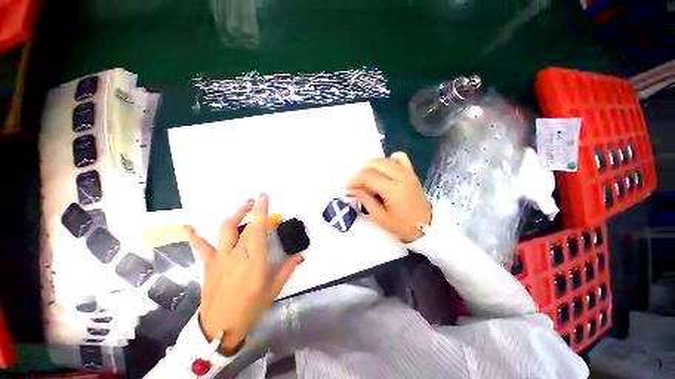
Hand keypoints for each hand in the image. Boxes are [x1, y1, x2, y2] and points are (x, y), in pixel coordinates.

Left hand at [185, 194, 303, 354]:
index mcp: (254, 261)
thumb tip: (301, 255)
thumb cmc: (251, 307)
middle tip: (256, 200)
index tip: (264, 197)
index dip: (261, 212)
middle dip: (250, 209)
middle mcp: (236, 255)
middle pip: (243, 226)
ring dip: (234, 215)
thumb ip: (287, 268)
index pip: (257, 230)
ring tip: (243, 207)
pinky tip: (188, 226)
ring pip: (225, 230)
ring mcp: (220, 259)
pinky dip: (194, 236)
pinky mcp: (209, 264)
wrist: (220, 327)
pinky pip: (201, 247)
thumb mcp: (274, 288)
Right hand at [346, 152, 431, 242]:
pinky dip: (388, 160)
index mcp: (392, 189)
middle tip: (356, 185)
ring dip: (371, 166)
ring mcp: (407, 172)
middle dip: (360, 172)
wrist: (425, 226)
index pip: (367, 176)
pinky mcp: (411, 172)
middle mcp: (400, 176)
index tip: (347, 188)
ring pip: (384, 159)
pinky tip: (384, 170)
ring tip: (368, 179)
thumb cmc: (401, 225)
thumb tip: (349, 191)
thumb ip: (364, 199)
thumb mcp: (379, 216)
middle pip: (373, 163)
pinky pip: (399, 157)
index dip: (353, 181)